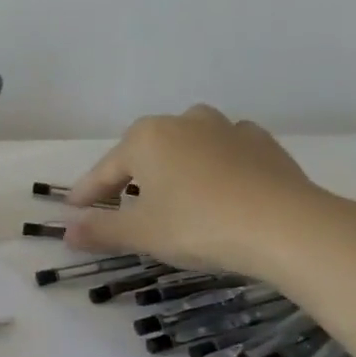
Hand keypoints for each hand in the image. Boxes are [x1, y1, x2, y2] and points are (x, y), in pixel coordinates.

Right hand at [63, 104, 329, 275]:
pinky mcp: (264, 145)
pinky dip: (212, 166)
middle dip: (128, 176)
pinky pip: (225, 151)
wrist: (288, 227)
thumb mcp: (140, 234)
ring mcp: (228, 129)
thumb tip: (67, 231)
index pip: (104, 171)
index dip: (87, 195)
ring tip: (169, 191)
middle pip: (144, 152)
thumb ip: (100, 230)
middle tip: (119, 205)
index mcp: (146, 138)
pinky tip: (215, 186)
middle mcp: (183, 123)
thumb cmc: (198, 224)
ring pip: (186, 145)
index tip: (72, 212)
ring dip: (172, 165)